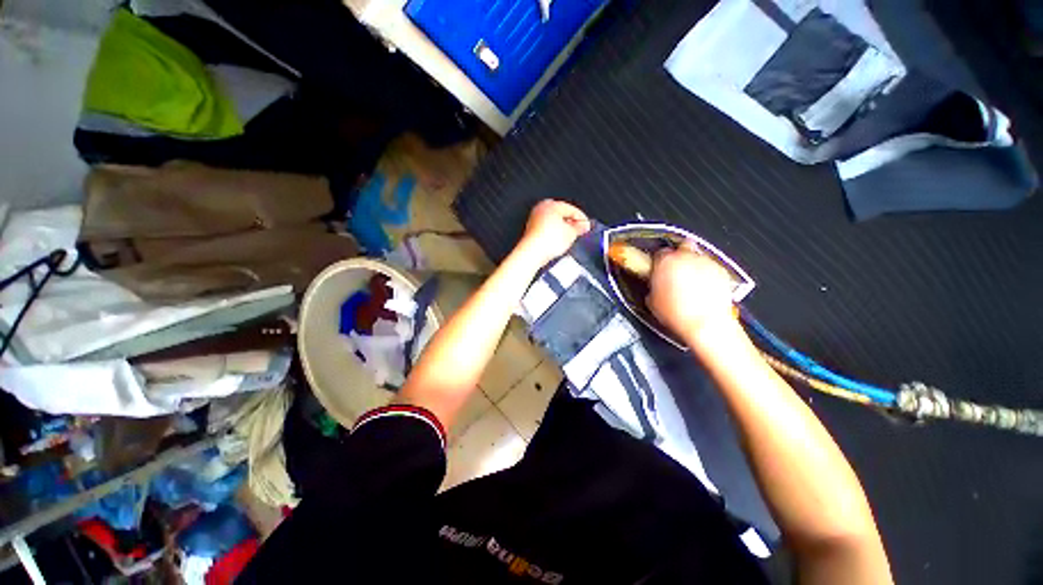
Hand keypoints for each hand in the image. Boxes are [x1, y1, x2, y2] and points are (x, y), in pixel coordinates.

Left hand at [518, 200, 590, 265]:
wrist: (532, 252)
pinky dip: (553, 232)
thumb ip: (579, 227)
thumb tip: (583, 226)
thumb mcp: (571, 234)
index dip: (582, 219)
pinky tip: (558, 241)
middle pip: (562, 214)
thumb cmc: (548, 241)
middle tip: (579, 232)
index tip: (587, 227)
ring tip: (569, 238)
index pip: (572, 209)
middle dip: (571, 222)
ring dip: (562, 228)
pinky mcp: (531, 229)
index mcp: (552, 205)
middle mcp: (542, 209)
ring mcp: (535, 218)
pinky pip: (546, 228)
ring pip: (553, 221)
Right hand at [647, 241, 738, 346]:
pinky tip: (703, 288)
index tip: (658, 270)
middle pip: (681, 247)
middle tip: (674, 271)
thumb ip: (653, 286)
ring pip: (697, 257)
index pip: (659, 253)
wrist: (705, 324)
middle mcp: (685, 257)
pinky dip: (706, 274)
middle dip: (678, 257)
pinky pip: (710, 267)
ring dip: (692, 265)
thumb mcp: (652, 301)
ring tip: (690, 283)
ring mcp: (705, 262)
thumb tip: (655, 286)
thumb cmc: (676, 313)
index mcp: (665, 261)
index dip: (658, 262)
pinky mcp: (721, 270)